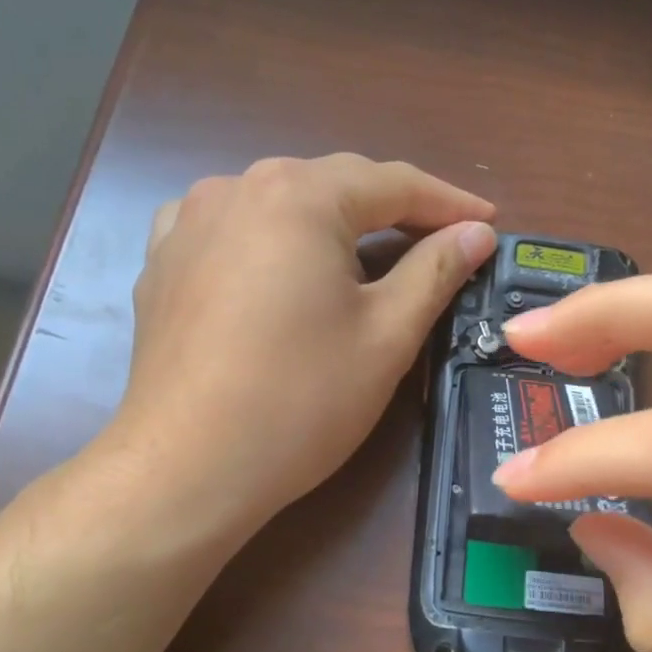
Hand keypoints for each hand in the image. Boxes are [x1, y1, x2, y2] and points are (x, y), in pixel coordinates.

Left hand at [92, 154, 494, 554]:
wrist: (186, 468)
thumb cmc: (301, 399)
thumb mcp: (387, 334)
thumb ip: (436, 269)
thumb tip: (476, 232)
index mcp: (299, 196)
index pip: (392, 183)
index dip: (448, 202)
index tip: (489, 222)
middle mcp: (237, 189)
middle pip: (333, 186)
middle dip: (392, 210)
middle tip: (439, 240)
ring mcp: (188, 223)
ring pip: (280, 204)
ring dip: (330, 221)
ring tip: (365, 252)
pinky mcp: (161, 262)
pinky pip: (230, 229)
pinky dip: (270, 238)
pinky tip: (279, 263)